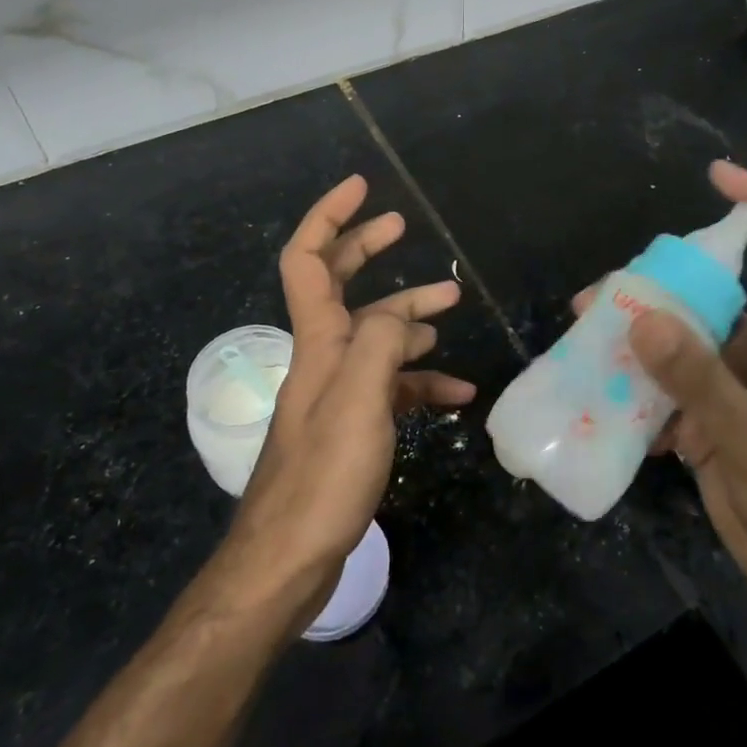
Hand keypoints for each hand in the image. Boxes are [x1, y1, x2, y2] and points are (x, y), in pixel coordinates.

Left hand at [211, 175, 472, 625]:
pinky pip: (391, 387)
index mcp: (318, 340)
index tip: (361, 187)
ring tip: (452, 308)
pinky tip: (456, 392)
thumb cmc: (323, 475)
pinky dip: (421, 381)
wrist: (289, 560)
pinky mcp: (353, 425)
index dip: (329, 216)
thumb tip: (399, 315)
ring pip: (375, 336)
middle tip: (401, 225)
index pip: (309, 259)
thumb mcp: (358, 400)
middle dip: (366, 249)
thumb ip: (379, 342)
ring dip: (410, 317)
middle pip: (340, 285)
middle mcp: (323, 356)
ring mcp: (338, 392)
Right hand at [577, 161, 746, 635]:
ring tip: (586, 333)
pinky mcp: (709, 413)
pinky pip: (667, 380)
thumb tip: (640, 317)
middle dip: (658, 283)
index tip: (716, 175)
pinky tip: (603, 391)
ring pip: (681, 335)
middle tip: (602, 291)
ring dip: (636, 335)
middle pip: (711, 290)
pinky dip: (637, 383)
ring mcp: (733, 379)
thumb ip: (696, 376)